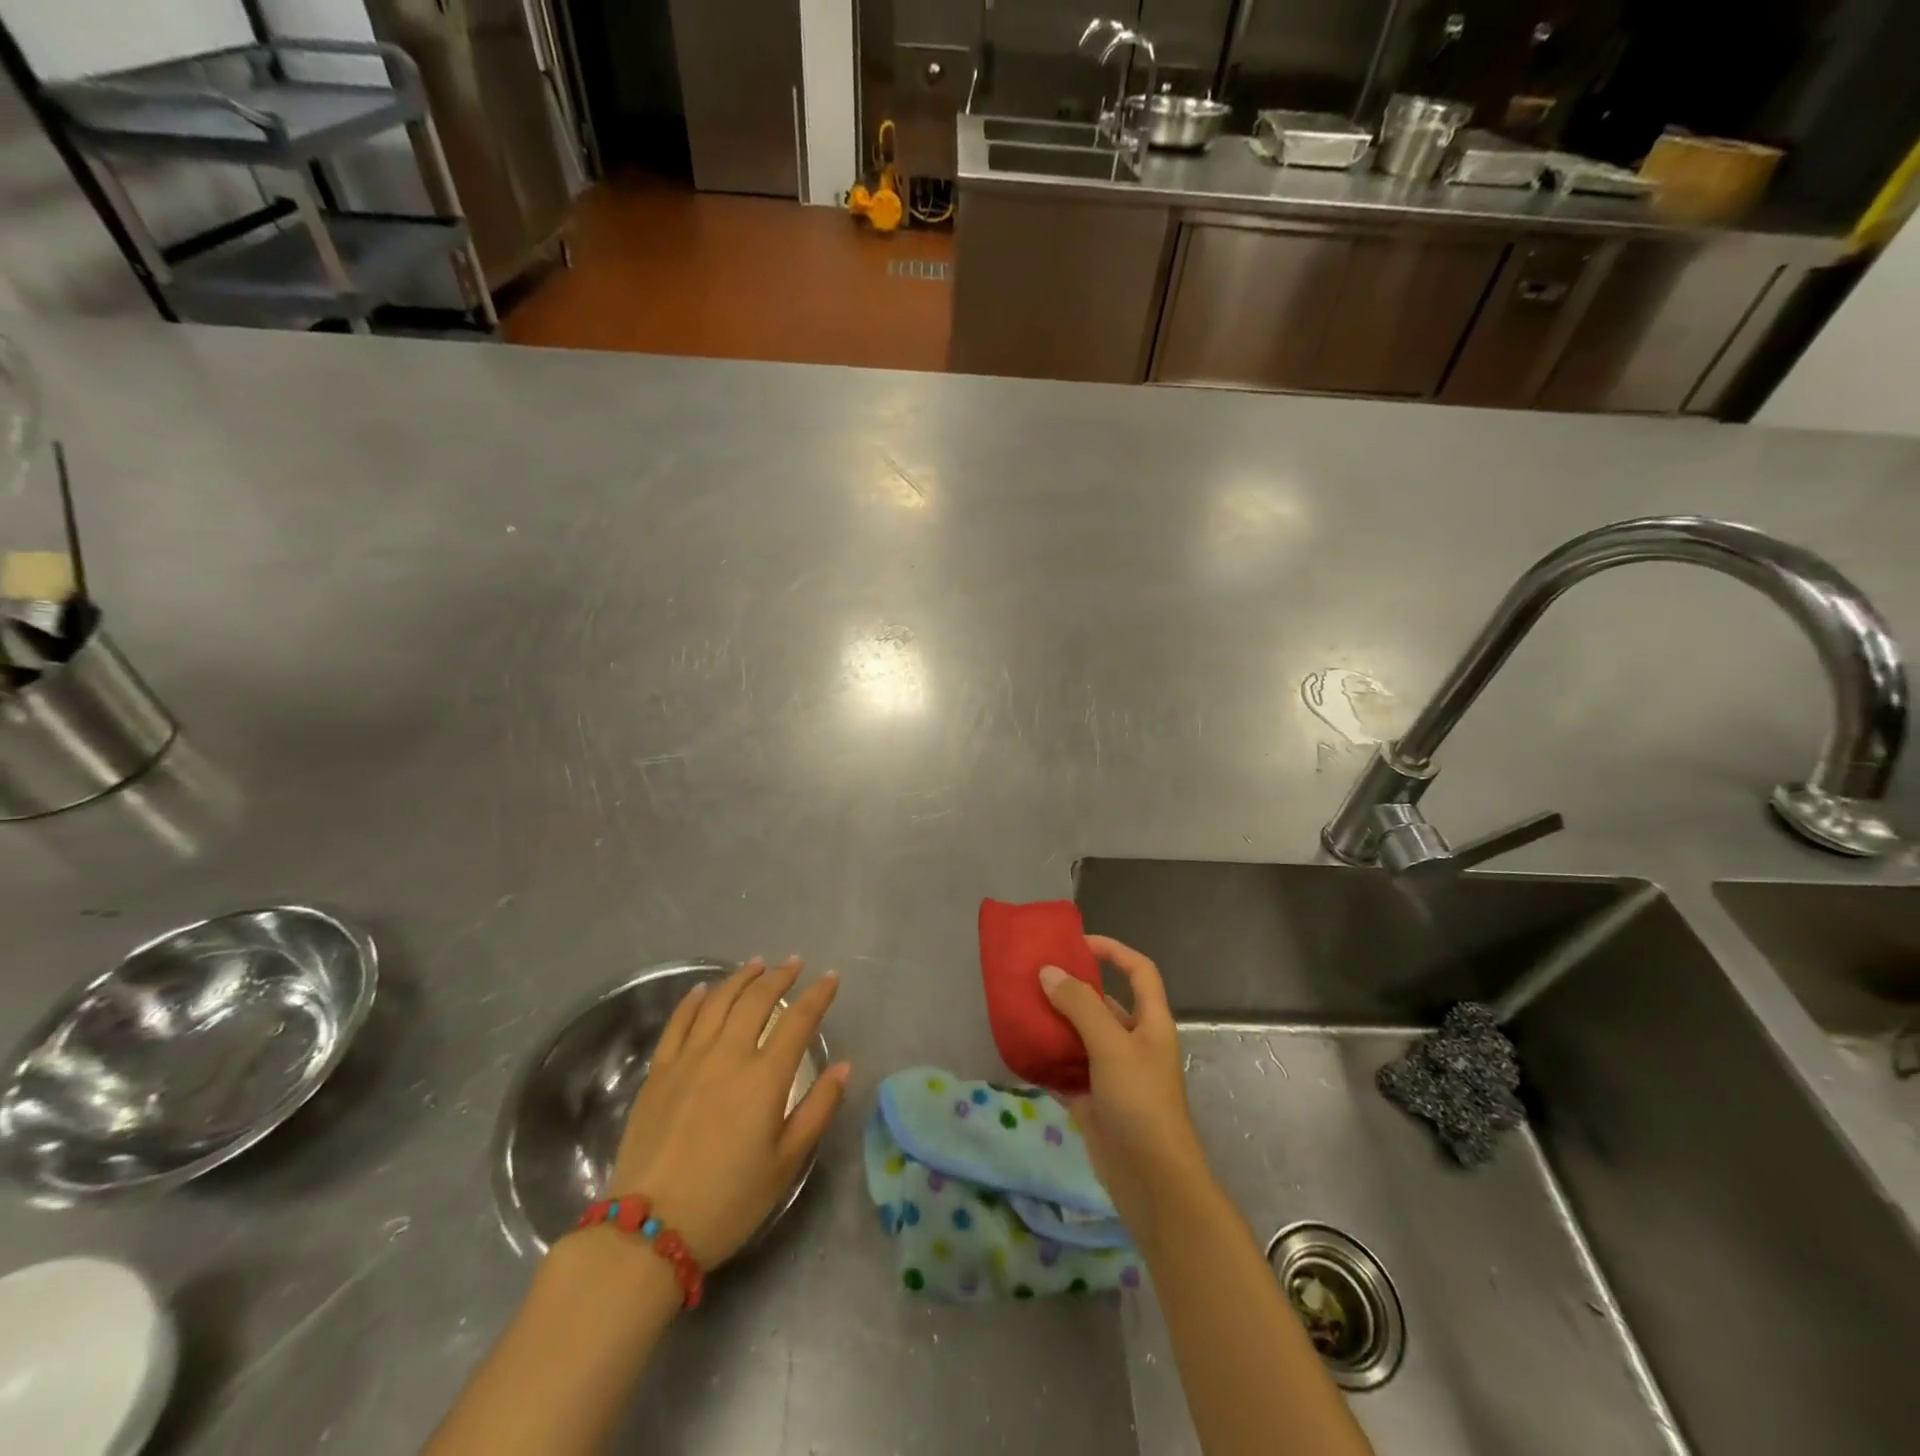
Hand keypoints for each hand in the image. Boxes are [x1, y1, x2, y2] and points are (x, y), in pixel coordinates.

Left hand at [606, 957, 850, 1268]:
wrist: (648, 1231)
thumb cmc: (728, 1201)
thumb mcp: (786, 1164)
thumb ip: (818, 1109)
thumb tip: (843, 1066)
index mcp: (765, 1078)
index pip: (799, 1020)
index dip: (818, 995)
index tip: (831, 978)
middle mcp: (728, 1056)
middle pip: (757, 1000)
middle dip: (780, 976)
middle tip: (795, 964)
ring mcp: (689, 1060)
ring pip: (718, 1001)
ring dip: (741, 978)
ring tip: (757, 965)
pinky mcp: (659, 1072)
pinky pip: (678, 1022)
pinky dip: (694, 1000)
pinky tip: (703, 990)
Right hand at [1040, 936, 1209, 1245]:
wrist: (1152, 1182)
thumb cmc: (1141, 1103)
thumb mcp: (1112, 1046)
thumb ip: (1079, 1006)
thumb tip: (1048, 972)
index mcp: (1151, 1023)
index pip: (1139, 971)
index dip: (1113, 951)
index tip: (1077, 943)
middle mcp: (1133, 1043)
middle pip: (1102, 1003)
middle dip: (1071, 988)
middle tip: (1034, 976)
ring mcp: (1113, 1073)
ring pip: (1080, 1037)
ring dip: (1054, 1023)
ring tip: (1020, 1007)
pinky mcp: (1094, 1101)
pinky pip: (1067, 1070)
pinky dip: (1046, 1061)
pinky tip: (1020, 1051)